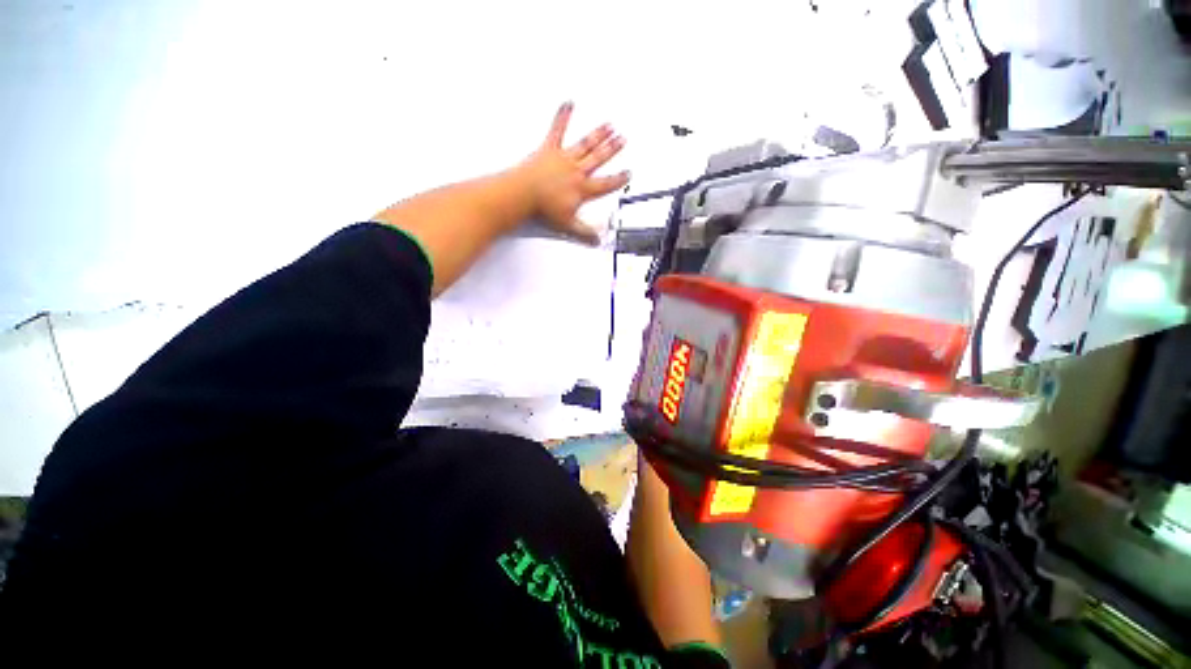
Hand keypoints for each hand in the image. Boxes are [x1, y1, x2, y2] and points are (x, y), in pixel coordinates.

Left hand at [515, 102, 629, 243]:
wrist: (523, 195)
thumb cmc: (543, 208)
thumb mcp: (568, 225)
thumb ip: (585, 232)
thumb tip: (597, 240)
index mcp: (582, 188)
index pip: (606, 184)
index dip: (618, 179)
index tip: (627, 174)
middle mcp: (576, 171)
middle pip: (599, 158)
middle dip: (612, 149)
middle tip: (622, 139)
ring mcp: (564, 158)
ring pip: (585, 144)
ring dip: (598, 134)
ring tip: (608, 125)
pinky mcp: (549, 149)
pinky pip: (557, 130)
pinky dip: (563, 116)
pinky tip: (569, 103)